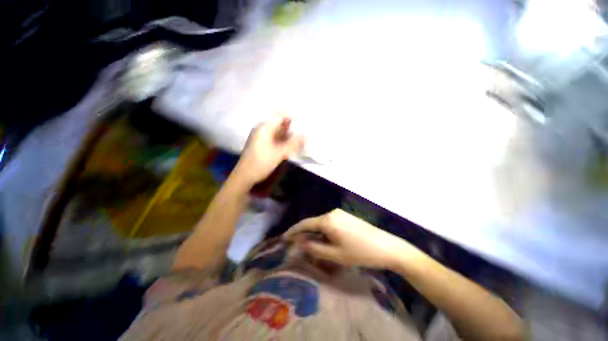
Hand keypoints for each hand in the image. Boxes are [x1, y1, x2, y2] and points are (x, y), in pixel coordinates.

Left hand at [233, 115, 303, 185]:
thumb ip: (293, 143)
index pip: (280, 114)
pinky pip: (275, 138)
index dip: (292, 115)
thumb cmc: (261, 162)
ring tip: (301, 139)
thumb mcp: (280, 153)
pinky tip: (291, 146)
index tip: (304, 120)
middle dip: (293, 127)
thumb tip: (305, 135)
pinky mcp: (262, 144)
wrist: (245, 176)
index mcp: (264, 127)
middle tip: (305, 131)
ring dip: (289, 135)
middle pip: (280, 123)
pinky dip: (283, 141)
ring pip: (278, 132)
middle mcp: (262, 129)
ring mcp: (261, 137)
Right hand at [284, 209, 415, 268]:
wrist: (386, 247)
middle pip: (313, 223)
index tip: (284, 238)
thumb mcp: (335, 255)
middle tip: (296, 245)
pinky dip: (324, 231)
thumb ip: (315, 248)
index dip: (293, 231)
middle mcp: (332, 213)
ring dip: (315, 233)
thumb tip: (300, 243)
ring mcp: (340, 213)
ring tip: (310, 245)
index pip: (305, 224)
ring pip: (322, 223)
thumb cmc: (360, 252)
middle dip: (304, 233)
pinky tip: (325, 240)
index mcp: (328, 220)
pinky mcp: (346, 216)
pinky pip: (330, 223)